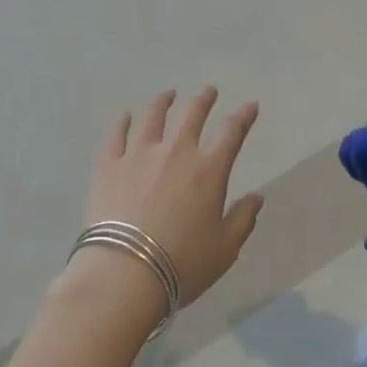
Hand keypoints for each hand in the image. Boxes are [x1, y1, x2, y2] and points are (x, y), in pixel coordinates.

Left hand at [81, 88, 263, 310]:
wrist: (124, 274)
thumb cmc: (182, 263)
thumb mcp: (225, 248)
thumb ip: (243, 219)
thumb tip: (257, 198)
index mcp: (209, 169)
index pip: (232, 132)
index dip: (244, 116)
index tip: (251, 105)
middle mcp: (176, 151)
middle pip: (192, 114)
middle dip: (204, 99)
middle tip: (209, 91)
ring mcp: (139, 155)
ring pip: (153, 117)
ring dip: (164, 102)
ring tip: (168, 94)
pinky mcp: (109, 166)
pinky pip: (117, 136)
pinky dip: (122, 123)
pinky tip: (125, 115)